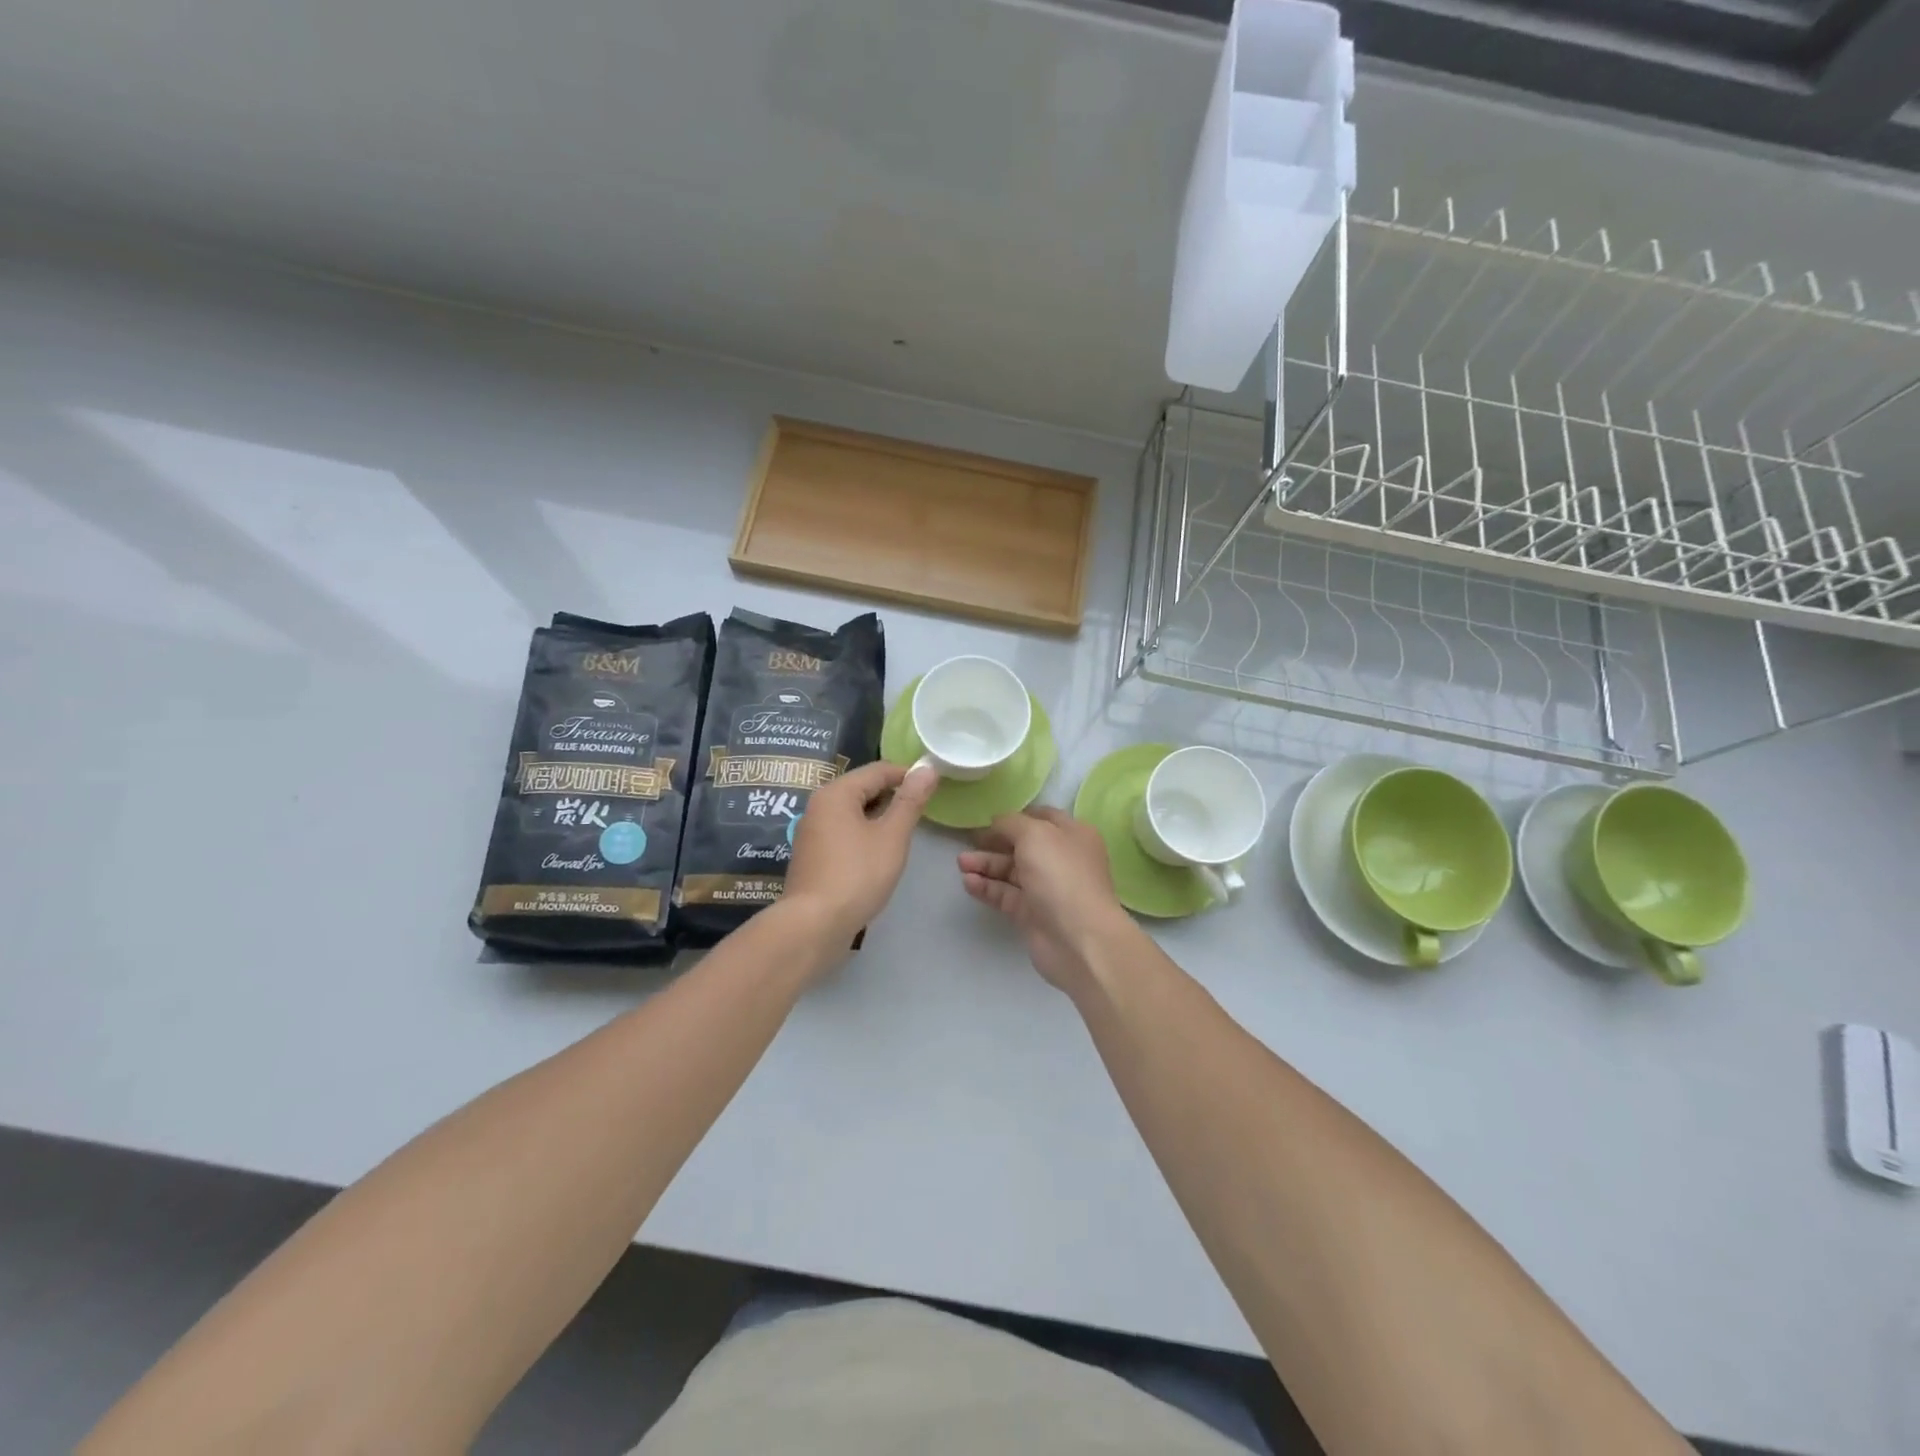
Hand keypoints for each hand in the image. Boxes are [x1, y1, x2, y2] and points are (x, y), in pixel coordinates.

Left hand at [784, 760, 937, 950]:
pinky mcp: (812, 855)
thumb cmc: (857, 875)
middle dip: (893, 796)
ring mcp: (812, 831)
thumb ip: (910, 801)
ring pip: (853, 812)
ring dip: (879, 817)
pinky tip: (879, 853)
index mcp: (836, 793)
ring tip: (905, 832)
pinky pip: (843, 832)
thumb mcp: (892, 836)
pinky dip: (864, 834)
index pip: (878, 770)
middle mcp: (819, 805)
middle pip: (863, 788)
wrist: (814, 925)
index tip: (933, 786)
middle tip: (922, 811)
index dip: (908, 774)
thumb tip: (927, 768)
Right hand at [958, 807, 1137, 995]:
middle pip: (1023, 846)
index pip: (1041, 818)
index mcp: (1073, 834)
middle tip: (967, 843)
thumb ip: (1011, 823)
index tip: (987, 820)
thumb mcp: (1035, 834)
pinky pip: (1006, 895)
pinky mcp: (1032, 914)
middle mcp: (1062, 859)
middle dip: (994, 843)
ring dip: (986, 865)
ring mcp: (1047, 888)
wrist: (1078, 938)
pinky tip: (968, 883)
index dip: (1014, 817)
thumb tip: (997, 822)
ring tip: (960, 864)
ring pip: (1011, 871)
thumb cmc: (1060, 875)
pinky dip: (987, 888)